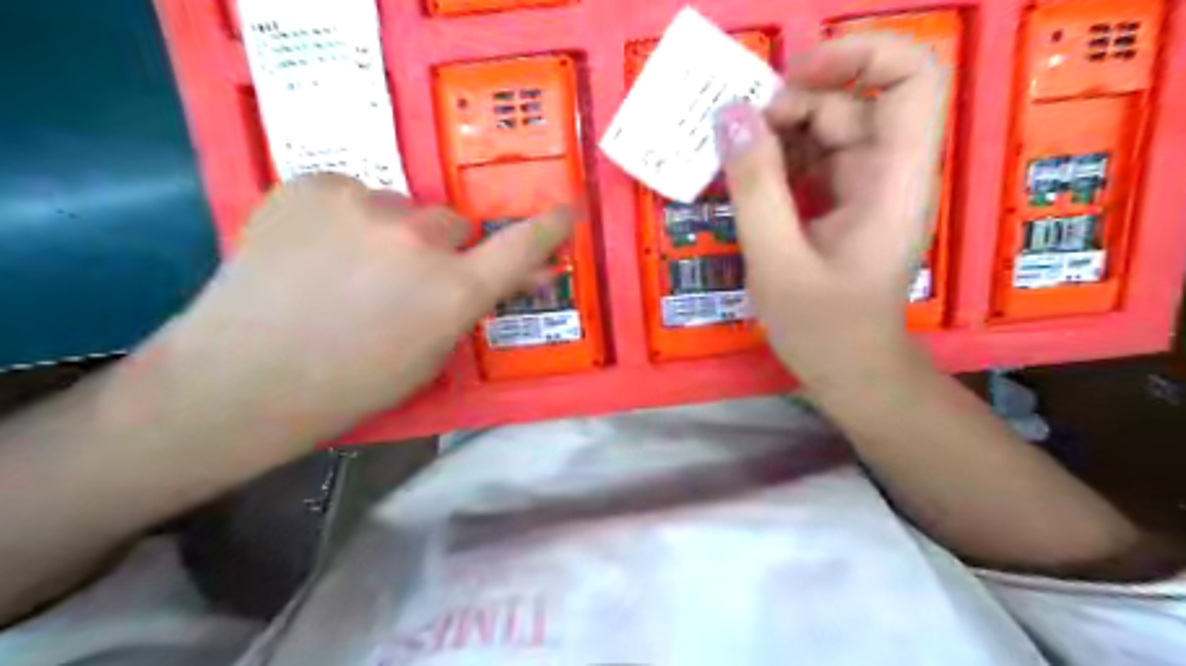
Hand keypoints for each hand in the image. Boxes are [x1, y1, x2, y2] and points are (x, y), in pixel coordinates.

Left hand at [150, 177, 570, 444]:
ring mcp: (364, 204)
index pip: (523, 246)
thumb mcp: (431, 354)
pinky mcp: (312, 184)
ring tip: (344, 268)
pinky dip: (343, 216)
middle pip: (452, 223)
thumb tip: (520, 275)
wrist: (242, 378)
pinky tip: (311, 250)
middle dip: (440, 247)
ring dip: (388, 231)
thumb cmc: (352, 385)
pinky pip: (351, 192)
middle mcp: (419, 239)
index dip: (550, 227)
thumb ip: (475, 305)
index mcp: (454, 290)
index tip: (568, 209)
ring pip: (399, 207)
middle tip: (403, 278)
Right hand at [713, 36, 945, 388]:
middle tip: (736, 139)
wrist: (851, 373)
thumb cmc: (822, 328)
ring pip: (827, 133)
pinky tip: (745, 185)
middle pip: (852, 104)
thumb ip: (755, 187)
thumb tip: (732, 116)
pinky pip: (812, 164)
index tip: (793, 78)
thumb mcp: (777, 260)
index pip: (912, 77)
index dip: (859, 55)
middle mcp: (889, 173)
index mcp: (894, 180)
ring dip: (777, 138)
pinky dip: (777, 165)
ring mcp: (866, 189)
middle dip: (792, 108)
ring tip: (730, 164)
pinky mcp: (844, 205)